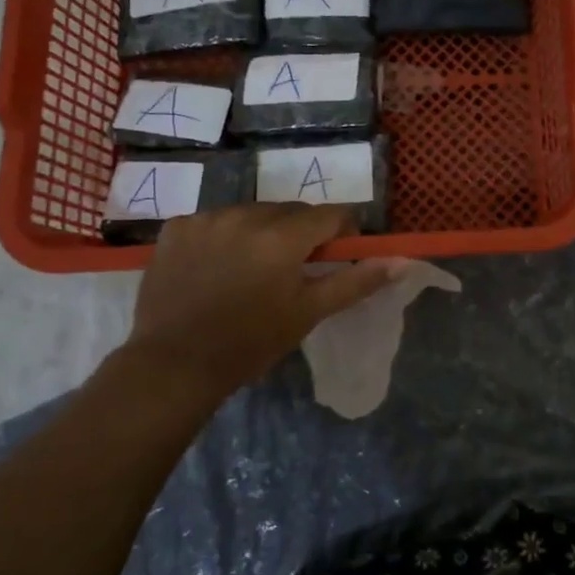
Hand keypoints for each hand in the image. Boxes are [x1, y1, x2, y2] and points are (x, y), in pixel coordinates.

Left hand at [127, 204, 405, 396]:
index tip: (335, 257)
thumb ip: (355, 281)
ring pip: (253, 212)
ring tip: (252, 269)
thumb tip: (400, 261)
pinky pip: (217, 220)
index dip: (341, 232)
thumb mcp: (309, 313)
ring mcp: (207, 217)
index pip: (331, 214)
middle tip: (293, 270)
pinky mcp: (177, 227)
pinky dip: (225, 236)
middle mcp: (245, 215)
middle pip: (291, 210)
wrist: (174, 364)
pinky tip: (216, 266)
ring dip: (263, 231)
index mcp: (282, 237)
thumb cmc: (251, 342)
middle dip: (301, 233)